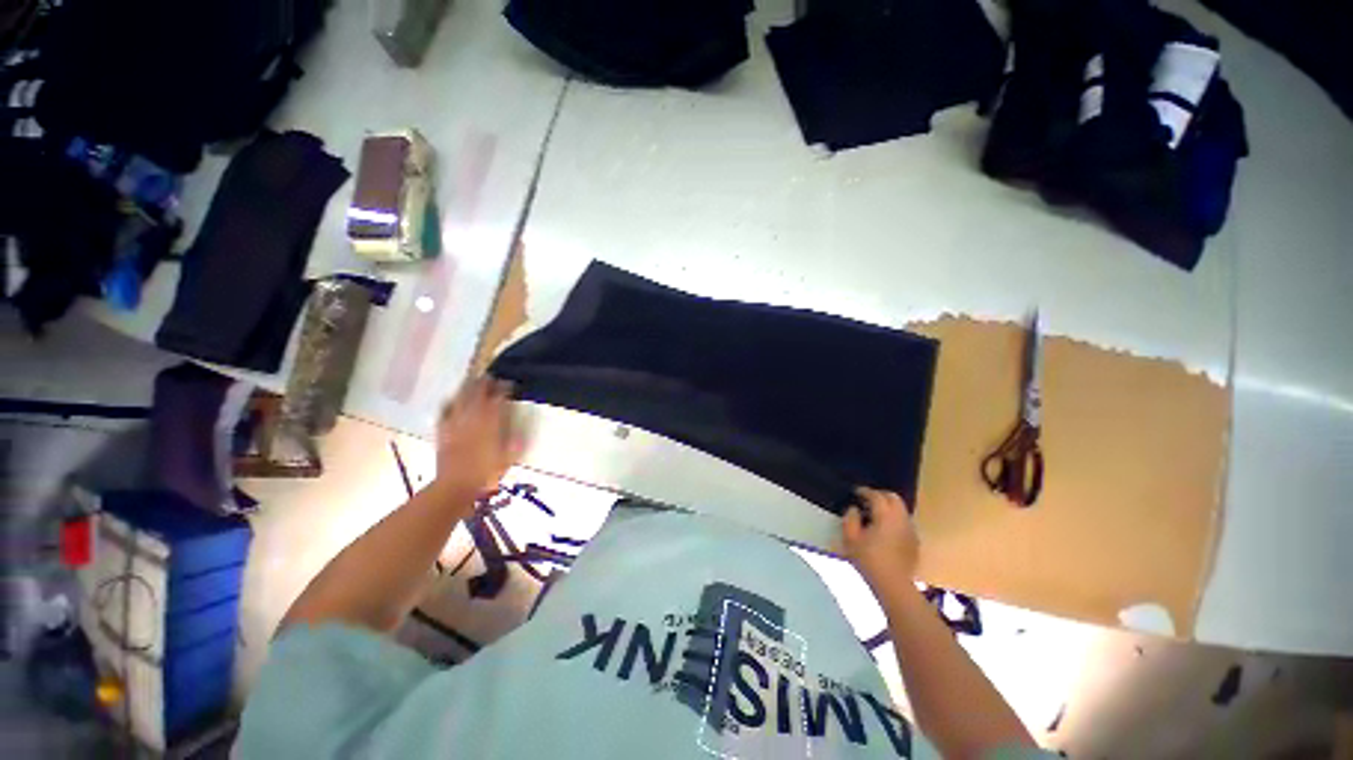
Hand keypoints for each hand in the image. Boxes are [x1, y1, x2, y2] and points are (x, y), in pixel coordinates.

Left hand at [435, 377, 518, 496]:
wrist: (455, 487)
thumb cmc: (486, 473)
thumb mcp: (509, 456)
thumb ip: (515, 438)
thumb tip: (521, 425)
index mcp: (492, 423)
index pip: (499, 399)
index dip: (504, 389)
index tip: (510, 383)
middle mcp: (473, 418)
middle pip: (478, 394)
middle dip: (485, 383)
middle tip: (491, 375)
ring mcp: (456, 423)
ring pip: (461, 398)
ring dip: (467, 387)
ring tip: (473, 380)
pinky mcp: (443, 431)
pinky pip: (445, 411)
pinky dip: (449, 402)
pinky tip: (452, 400)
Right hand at [842, 487, 919, 591]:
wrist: (893, 586)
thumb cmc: (868, 560)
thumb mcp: (850, 538)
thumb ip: (850, 519)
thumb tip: (854, 509)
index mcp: (885, 515)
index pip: (876, 496)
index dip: (865, 491)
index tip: (855, 492)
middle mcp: (901, 519)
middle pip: (893, 498)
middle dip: (880, 495)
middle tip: (867, 499)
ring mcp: (910, 530)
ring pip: (901, 510)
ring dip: (889, 507)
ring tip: (876, 514)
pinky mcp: (915, 542)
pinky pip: (904, 522)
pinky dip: (895, 519)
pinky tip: (886, 529)